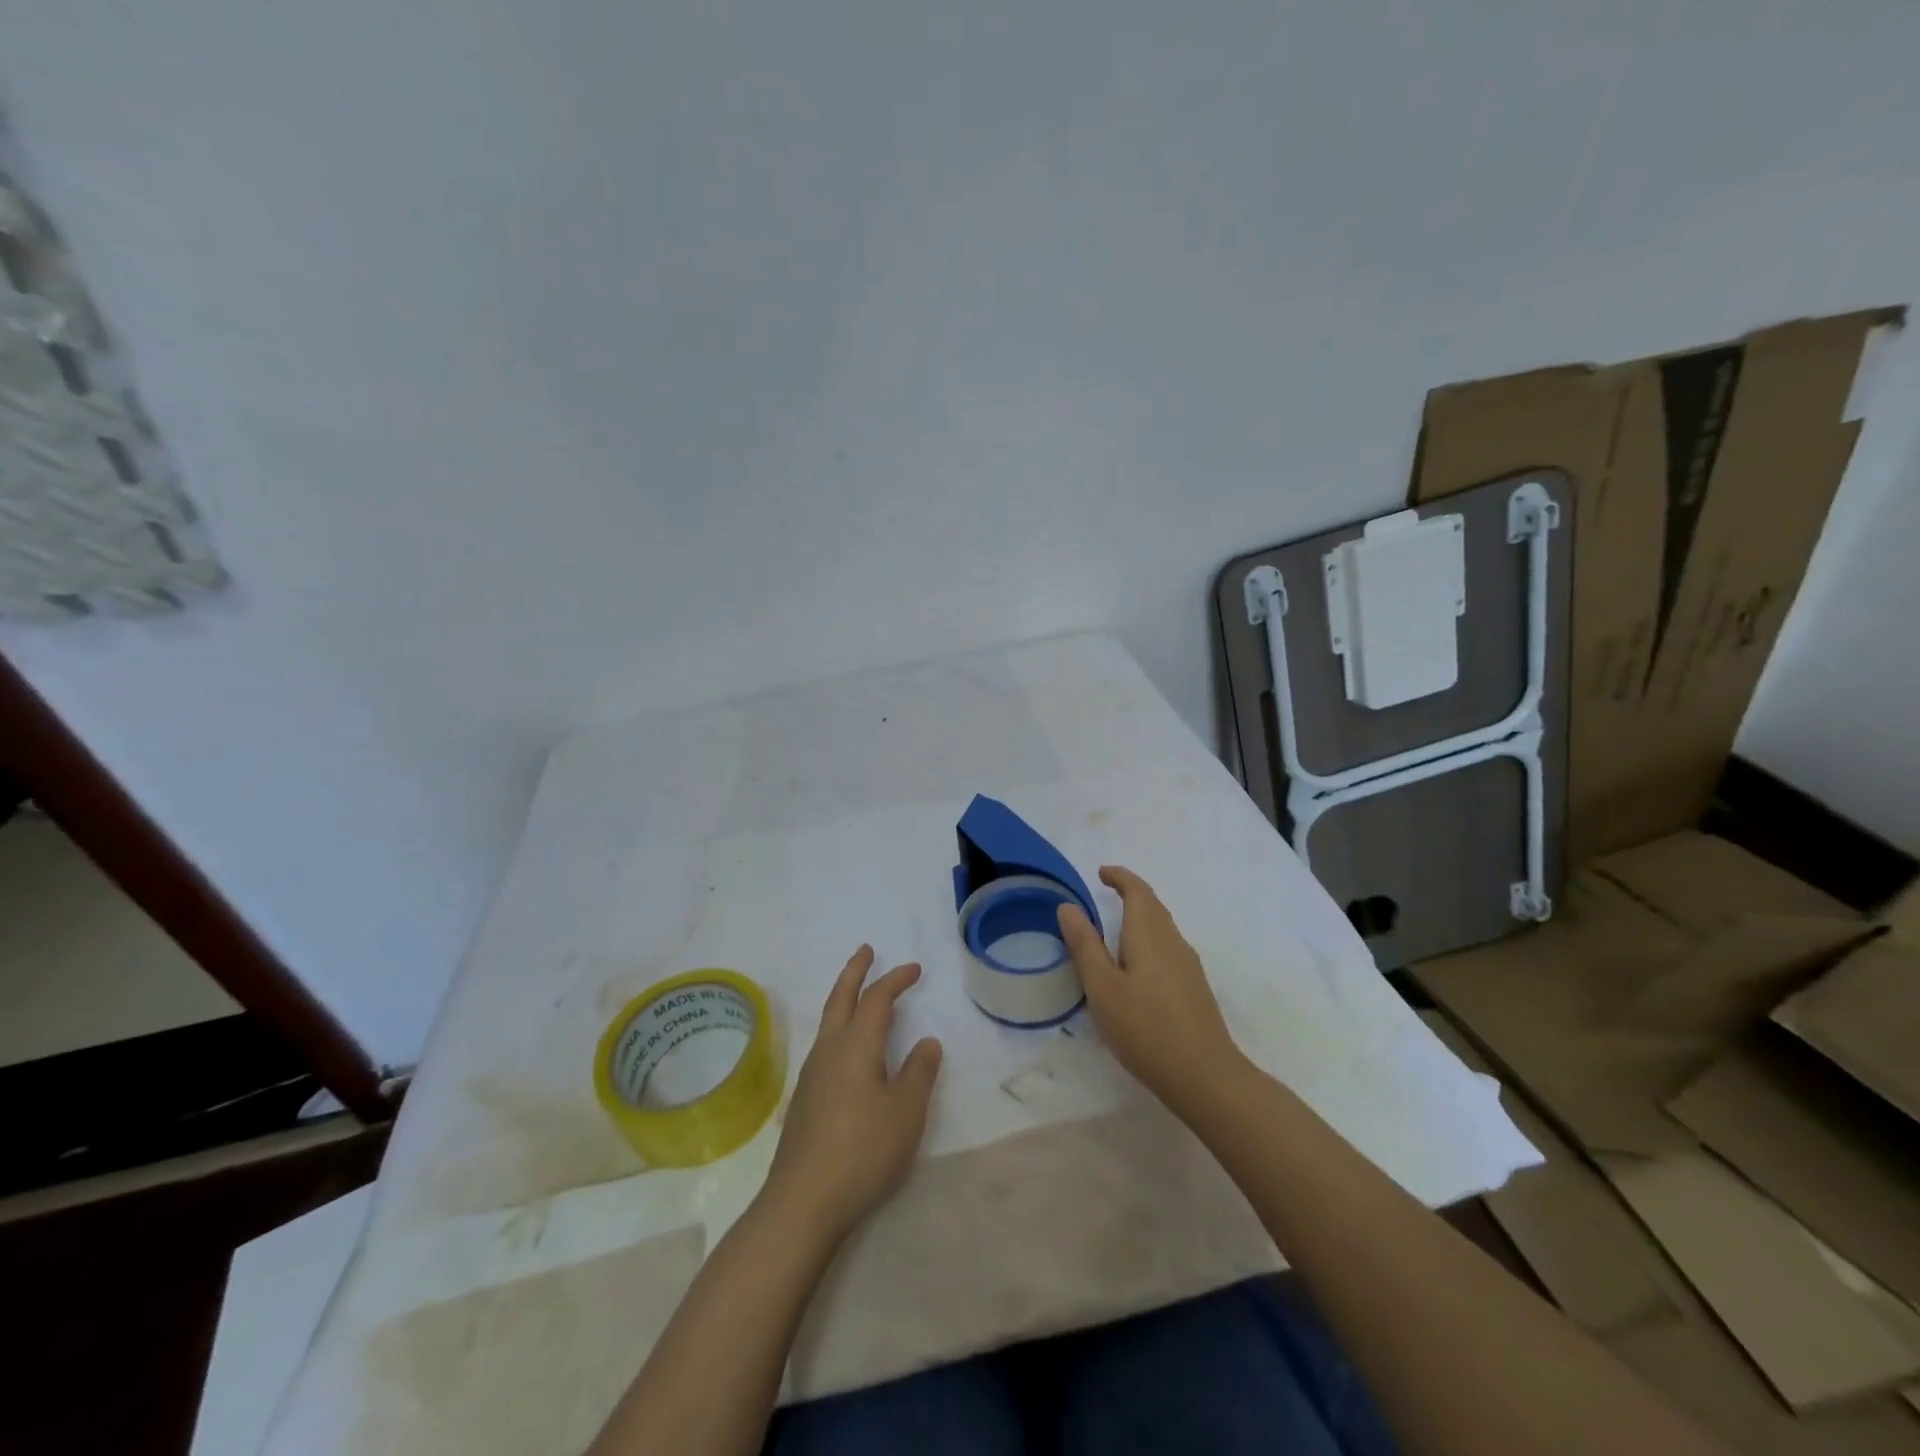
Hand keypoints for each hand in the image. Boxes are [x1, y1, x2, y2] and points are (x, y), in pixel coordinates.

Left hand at [762, 946, 942, 1243]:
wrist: (803, 1202)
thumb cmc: (863, 1151)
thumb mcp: (906, 1112)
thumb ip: (919, 1073)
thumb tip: (927, 1041)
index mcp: (856, 1046)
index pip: (877, 999)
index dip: (896, 980)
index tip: (914, 969)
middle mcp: (829, 1050)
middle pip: (841, 998)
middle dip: (855, 971)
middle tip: (866, 950)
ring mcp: (812, 1075)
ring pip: (829, 1021)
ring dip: (844, 997)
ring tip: (858, 993)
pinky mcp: (805, 1099)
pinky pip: (825, 1044)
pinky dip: (838, 1026)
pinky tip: (846, 1048)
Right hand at [1057, 866, 1243, 1118]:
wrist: (1205, 1076)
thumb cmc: (1145, 1027)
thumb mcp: (1102, 987)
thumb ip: (1084, 945)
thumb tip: (1068, 906)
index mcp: (1149, 934)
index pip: (1138, 890)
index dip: (1120, 877)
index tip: (1101, 873)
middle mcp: (1173, 941)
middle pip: (1153, 907)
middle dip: (1131, 894)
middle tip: (1106, 894)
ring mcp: (1189, 966)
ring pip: (1162, 929)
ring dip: (1140, 919)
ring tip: (1115, 930)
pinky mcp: (1194, 989)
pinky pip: (1168, 949)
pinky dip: (1148, 941)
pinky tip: (1137, 968)